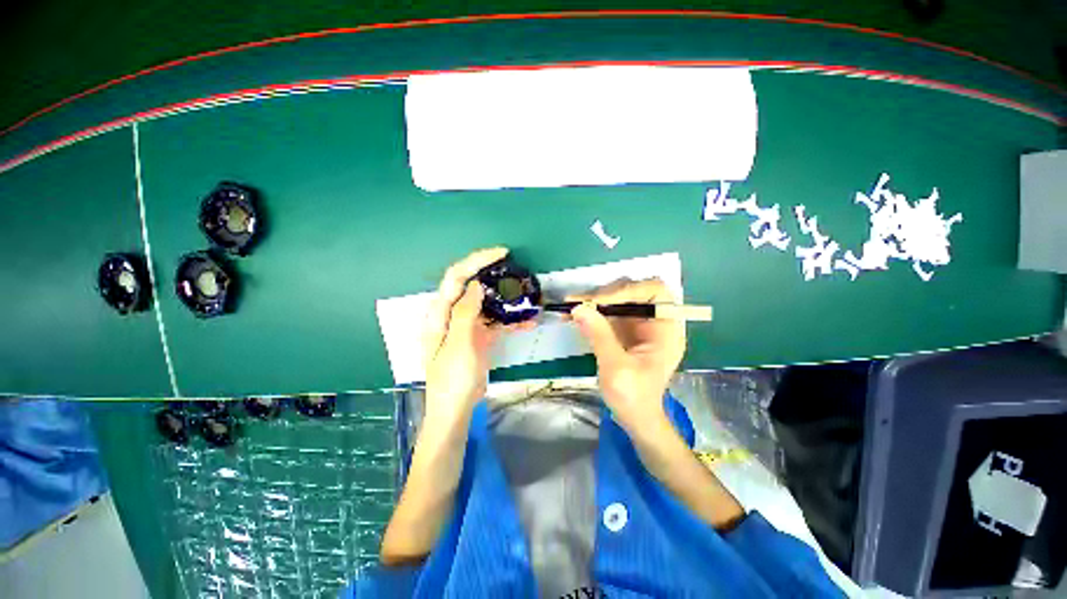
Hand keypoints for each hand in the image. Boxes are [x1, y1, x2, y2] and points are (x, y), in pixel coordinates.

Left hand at [422, 247, 532, 419]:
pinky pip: (495, 322)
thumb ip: (466, 312)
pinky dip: (510, 321)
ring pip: (487, 303)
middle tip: (515, 271)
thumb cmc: (453, 378)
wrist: (456, 409)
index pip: (456, 277)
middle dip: (493, 275)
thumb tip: (476, 284)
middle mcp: (452, 314)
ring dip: (505, 299)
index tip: (501, 253)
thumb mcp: (459, 344)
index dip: (477, 261)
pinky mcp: (478, 337)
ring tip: (526, 295)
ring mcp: (466, 326)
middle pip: (472, 286)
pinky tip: (528, 323)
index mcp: (440, 313)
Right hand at [567, 278, 684, 428]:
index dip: (628, 290)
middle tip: (581, 303)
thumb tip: (578, 308)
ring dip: (594, 301)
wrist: (634, 418)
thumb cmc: (633, 397)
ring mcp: (639, 325)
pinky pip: (608, 313)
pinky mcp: (625, 331)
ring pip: (617, 300)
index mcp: (666, 329)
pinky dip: (591, 312)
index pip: (655, 291)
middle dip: (606, 295)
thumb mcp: (616, 367)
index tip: (600, 301)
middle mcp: (655, 322)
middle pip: (633, 292)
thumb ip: (599, 335)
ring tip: (570, 306)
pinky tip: (573, 315)